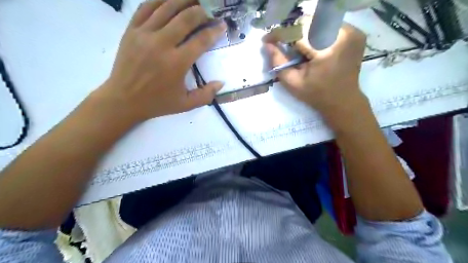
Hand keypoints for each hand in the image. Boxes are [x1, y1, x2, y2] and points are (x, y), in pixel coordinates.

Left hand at [99, 0, 226, 122]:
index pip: (201, 40)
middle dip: (201, 11)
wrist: (123, 100)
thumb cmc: (157, 103)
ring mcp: (144, 35)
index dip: (214, 30)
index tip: (222, 24)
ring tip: (194, 0)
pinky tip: (169, 0)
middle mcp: (161, 44)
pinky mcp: (131, 30)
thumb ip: (206, 95)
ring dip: (183, 0)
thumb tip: (221, 82)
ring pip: (166, 7)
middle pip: (185, 18)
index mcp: (177, 63)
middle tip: (209, 10)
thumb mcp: (185, 104)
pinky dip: (159, 0)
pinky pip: (146, 7)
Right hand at [263, 24, 368, 119]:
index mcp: (327, 50)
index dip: (280, 34)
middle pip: (308, 23)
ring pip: (318, 21)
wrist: (343, 100)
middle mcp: (342, 35)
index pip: (298, 32)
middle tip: (281, 43)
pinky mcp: (355, 32)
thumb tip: (267, 44)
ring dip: (303, 31)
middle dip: (291, 32)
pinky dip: (316, 31)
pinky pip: (329, 24)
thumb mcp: (293, 83)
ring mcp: (351, 32)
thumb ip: (278, 62)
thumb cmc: (316, 95)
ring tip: (296, 46)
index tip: (267, 40)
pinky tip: (312, 45)